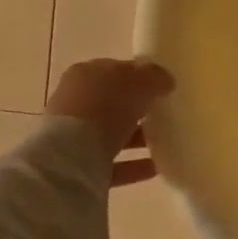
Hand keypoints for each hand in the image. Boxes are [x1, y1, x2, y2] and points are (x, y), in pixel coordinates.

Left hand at [47, 58, 175, 187]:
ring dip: (135, 138)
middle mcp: (75, 101)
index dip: (140, 76)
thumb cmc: (106, 106)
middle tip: (162, 114)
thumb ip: (156, 77)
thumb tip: (166, 81)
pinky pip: (111, 163)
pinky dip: (132, 164)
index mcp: (86, 74)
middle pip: (112, 103)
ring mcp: (73, 135)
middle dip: (136, 109)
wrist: (71, 157)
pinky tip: (155, 167)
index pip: (116, 70)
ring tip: (163, 143)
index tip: (161, 86)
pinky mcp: (77, 165)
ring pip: (110, 133)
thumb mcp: (141, 81)